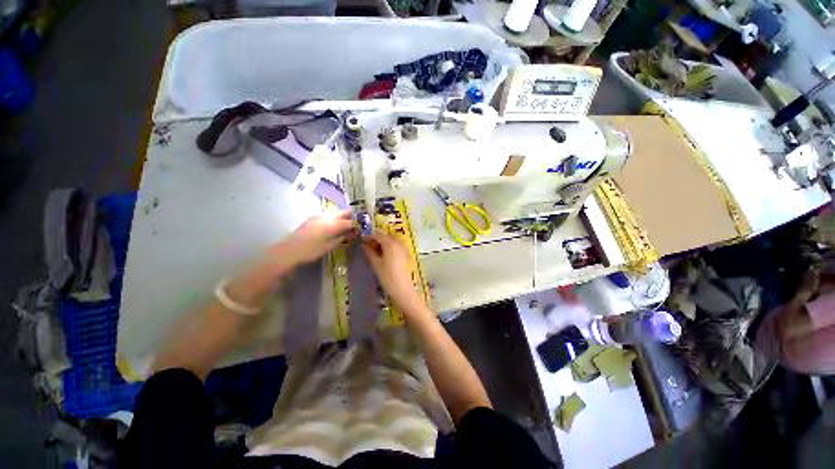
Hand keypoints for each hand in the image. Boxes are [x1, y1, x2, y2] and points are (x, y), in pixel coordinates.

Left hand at [279, 210, 354, 265]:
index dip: (358, 224)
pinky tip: (337, 227)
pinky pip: (329, 216)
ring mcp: (318, 216)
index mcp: (332, 224)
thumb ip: (343, 237)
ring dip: (344, 218)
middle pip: (343, 213)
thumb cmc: (310, 251)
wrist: (288, 251)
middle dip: (352, 217)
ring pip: (336, 214)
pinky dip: (336, 220)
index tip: (365, 226)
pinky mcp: (312, 219)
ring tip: (350, 225)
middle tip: (360, 223)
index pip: (350, 221)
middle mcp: (326, 217)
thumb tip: (354, 233)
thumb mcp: (329, 246)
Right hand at [362, 234, 424, 312]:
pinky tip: (385, 254)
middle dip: (377, 239)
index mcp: (390, 244)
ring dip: (384, 242)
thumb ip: (370, 252)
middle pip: (386, 237)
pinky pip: (397, 246)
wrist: (404, 290)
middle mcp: (398, 243)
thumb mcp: (376, 264)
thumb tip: (364, 245)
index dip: (369, 237)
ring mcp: (404, 248)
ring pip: (392, 241)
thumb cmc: (388, 277)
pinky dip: (390, 247)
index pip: (378, 236)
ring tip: (375, 250)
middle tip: (367, 245)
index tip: (362, 240)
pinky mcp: (407, 254)